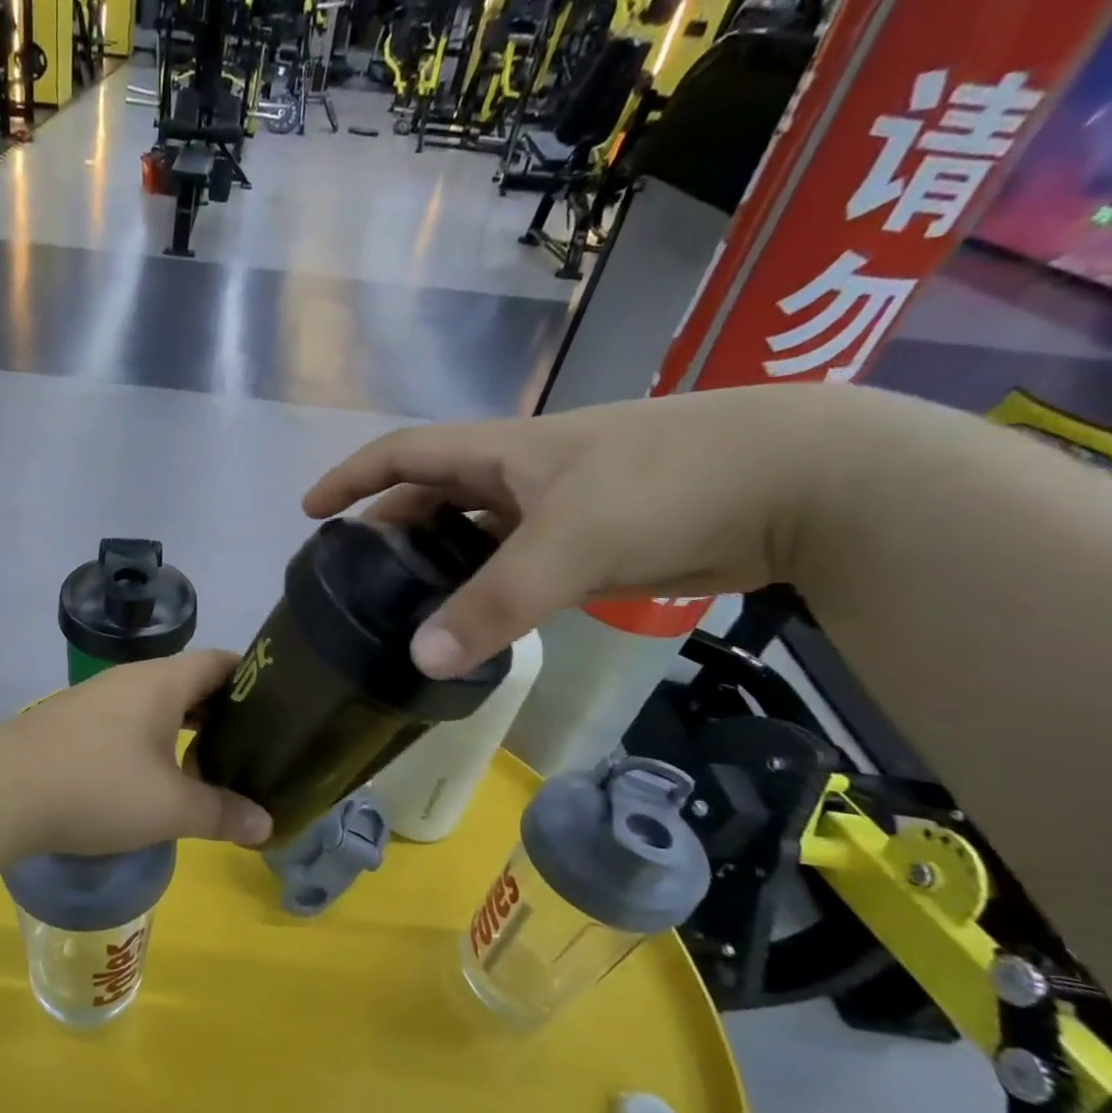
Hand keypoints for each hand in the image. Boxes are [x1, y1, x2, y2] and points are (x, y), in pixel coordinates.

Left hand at [0, 650, 273, 856]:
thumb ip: (221, 814)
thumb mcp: (169, 808)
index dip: (252, 678)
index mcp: (162, 682)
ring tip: (207, 763)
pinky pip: (125, 719)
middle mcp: (130, 679)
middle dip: (220, 711)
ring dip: (182, 727)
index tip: (278, 706)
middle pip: (188, 681)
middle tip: (251, 744)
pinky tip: (151, 775)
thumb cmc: (98, 787)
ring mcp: (95, 698)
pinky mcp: (70, 721)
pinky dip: (149, 738)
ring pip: (154, 702)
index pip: (219, 661)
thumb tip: (266, 826)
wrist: (0, 791)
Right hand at [304, 384, 870, 678]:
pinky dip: (486, 585)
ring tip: (402, 604)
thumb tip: (420, 658)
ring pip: (473, 533)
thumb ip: (493, 602)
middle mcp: (518, 475)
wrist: (800, 482)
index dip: (352, 477)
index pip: (402, 454)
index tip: (311, 511)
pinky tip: (474, 618)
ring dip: (437, 561)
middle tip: (355, 574)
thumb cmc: (666, 484)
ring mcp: (556, 507)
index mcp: (499, 454)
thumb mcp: (569, 542)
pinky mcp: (591, 540)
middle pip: (431, 494)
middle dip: (388, 525)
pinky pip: (514, 562)